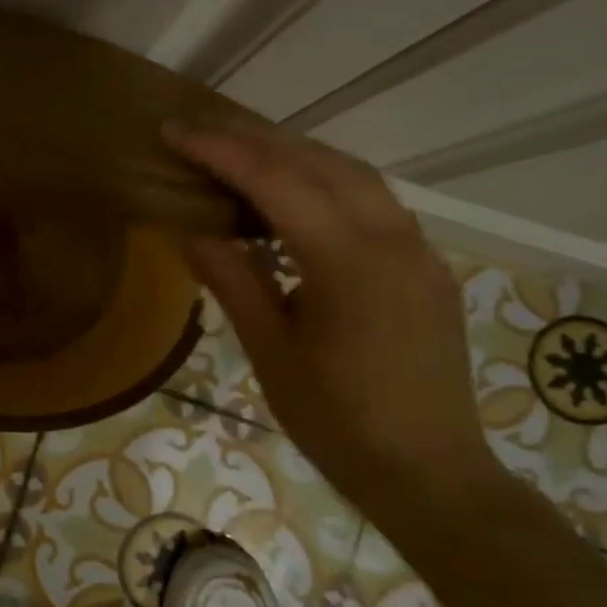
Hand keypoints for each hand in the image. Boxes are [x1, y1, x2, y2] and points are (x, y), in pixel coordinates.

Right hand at [164, 116, 497, 521]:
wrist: (431, 475)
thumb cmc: (337, 421)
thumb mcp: (269, 351)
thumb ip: (232, 279)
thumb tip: (190, 228)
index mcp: (349, 261)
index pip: (277, 181)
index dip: (221, 150)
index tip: (175, 131)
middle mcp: (392, 239)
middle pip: (319, 161)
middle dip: (255, 138)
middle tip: (200, 131)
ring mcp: (417, 249)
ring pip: (353, 173)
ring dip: (294, 152)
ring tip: (240, 151)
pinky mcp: (425, 265)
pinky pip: (372, 200)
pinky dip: (324, 180)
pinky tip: (293, 195)